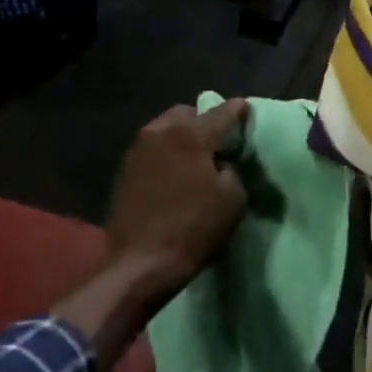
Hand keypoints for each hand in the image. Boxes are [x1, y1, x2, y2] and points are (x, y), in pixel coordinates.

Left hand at [55, 100, 249, 368]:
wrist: (141, 263)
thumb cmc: (194, 229)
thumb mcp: (233, 200)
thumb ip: (233, 170)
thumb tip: (221, 163)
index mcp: (190, 134)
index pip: (221, 113)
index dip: (237, 111)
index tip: (246, 108)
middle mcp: (160, 132)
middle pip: (187, 114)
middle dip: (204, 122)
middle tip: (218, 142)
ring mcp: (138, 150)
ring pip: (166, 129)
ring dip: (182, 137)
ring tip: (196, 158)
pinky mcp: (125, 170)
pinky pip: (152, 149)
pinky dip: (166, 153)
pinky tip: (175, 173)